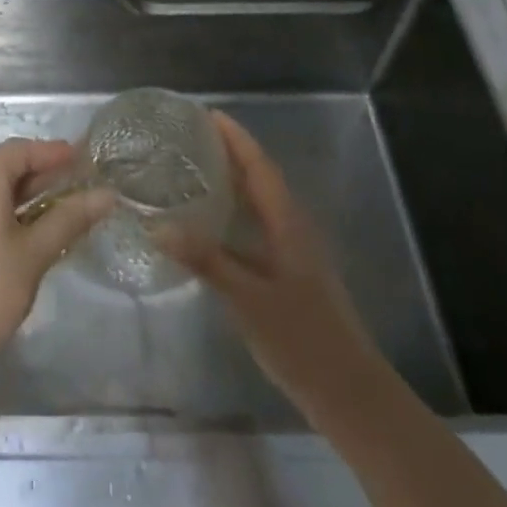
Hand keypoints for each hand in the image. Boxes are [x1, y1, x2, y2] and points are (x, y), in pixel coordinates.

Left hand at [0, 138, 112, 405]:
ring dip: (31, 193)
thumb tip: (107, 194)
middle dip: (44, 170)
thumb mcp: (35, 253)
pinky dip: (15, 211)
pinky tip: (38, 231)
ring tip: (67, 204)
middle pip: (6, 167)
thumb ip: (70, 218)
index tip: (83, 158)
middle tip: (81, 180)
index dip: (51, 150)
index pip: (18, 150)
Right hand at [159, 112, 386, 425]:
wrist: (348, 392)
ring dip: (233, 181)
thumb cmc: (301, 339)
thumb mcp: (247, 298)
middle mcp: (293, 228)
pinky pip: (258, 227)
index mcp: (288, 222)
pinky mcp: (290, 273)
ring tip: (195, 170)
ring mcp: (294, 252)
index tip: (207, 114)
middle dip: (230, 153)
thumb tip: (157, 227)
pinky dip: (235, 214)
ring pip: (260, 203)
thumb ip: (205, 260)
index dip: (235, 138)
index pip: (259, 166)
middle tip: (191, 138)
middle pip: (260, 178)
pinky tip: (210, 226)